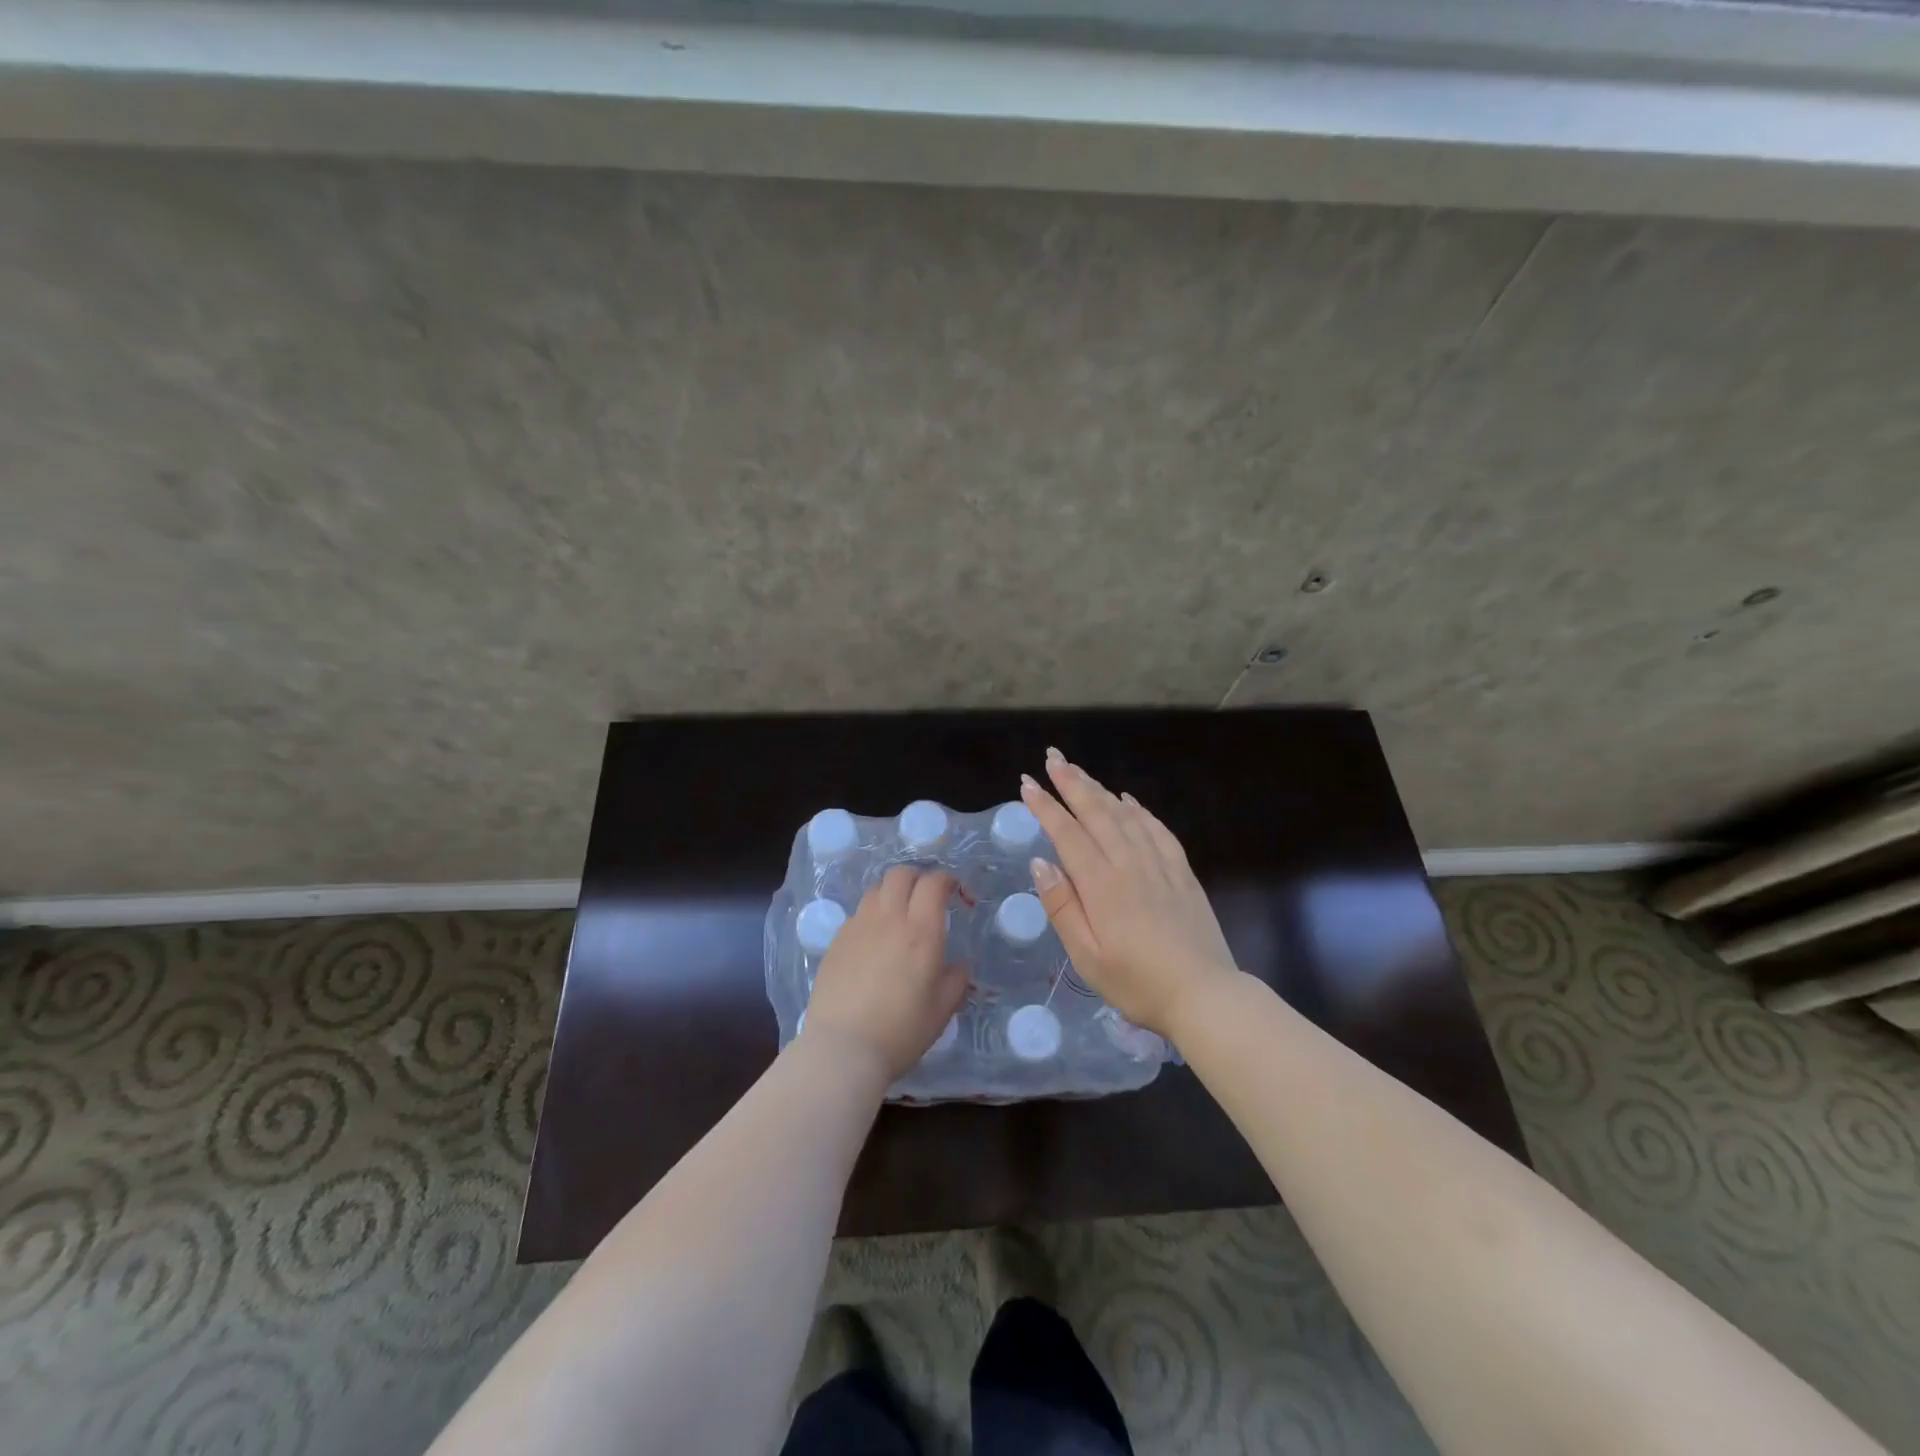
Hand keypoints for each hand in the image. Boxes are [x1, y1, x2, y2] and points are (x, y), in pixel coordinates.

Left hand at [802, 865, 969, 1081]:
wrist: (843, 1048)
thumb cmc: (901, 1031)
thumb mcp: (941, 1010)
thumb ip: (956, 981)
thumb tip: (959, 965)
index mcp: (921, 932)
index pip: (933, 883)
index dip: (946, 880)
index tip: (953, 891)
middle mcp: (889, 919)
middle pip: (900, 874)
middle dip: (917, 877)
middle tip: (925, 896)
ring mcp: (858, 926)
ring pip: (876, 889)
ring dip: (891, 893)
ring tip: (898, 914)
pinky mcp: (837, 940)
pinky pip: (857, 913)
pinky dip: (871, 915)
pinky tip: (873, 939)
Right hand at [1019, 749, 1239, 1038]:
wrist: (1205, 996)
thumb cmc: (1137, 983)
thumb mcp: (1087, 957)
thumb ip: (1063, 908)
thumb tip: (1042, 863)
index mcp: (1102, 885)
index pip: (1068, 834)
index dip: (1046, 806)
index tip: (1027, 783)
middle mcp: (1130, 864)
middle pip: (1097, 813)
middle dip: (1072, 782)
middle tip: (1052, 758)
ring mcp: (1160, 865)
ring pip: (1125, 815)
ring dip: (1100, 789)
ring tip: (1079, 771)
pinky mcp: (1182, 872)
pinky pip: (1158, 830)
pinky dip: (1140, 810)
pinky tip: (1129, 801)